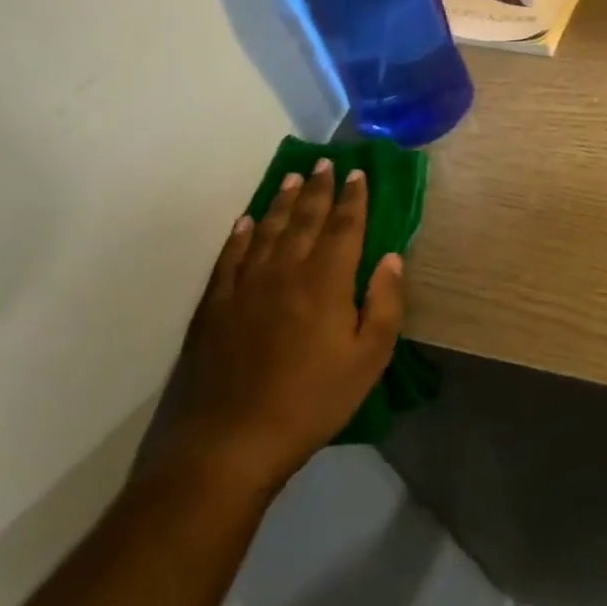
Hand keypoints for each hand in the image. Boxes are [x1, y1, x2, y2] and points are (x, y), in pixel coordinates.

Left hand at [154, 160, 404, 502]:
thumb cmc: (311, 401)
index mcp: (326, 280)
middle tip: (324, 162)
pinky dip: (240, 235)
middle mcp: (285, 270)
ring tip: (291, 178)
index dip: (354, 198)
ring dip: (281, 201)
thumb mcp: (369, 359)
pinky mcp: (214, 306)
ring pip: (266, 230)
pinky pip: (230, 257)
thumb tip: (392, 258)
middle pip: (304, 219)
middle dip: (318, 188)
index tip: (359, 172)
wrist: (229, 443)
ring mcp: (244, 286)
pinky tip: (245, 222)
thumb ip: (385, 304)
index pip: (344, 226)